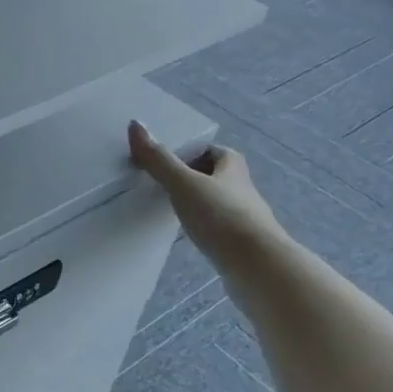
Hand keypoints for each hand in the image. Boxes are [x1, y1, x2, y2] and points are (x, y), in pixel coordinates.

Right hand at [128, 121, 285, 272]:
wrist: (258, 267)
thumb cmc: (221, 217)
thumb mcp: (184, 184)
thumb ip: (159, 159)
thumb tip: (135, 124)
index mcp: (232, 166)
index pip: (210, 150)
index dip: (189, 151)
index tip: (164, 160)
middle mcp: (241, 187)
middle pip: (212, 175)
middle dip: (189, 176)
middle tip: (159, 182)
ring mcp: (243, 217)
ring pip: (214, 202)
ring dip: (194, 202)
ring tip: (165, 208)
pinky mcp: (240, 243)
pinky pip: (215, 227)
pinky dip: (200, 226)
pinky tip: (185, 235)